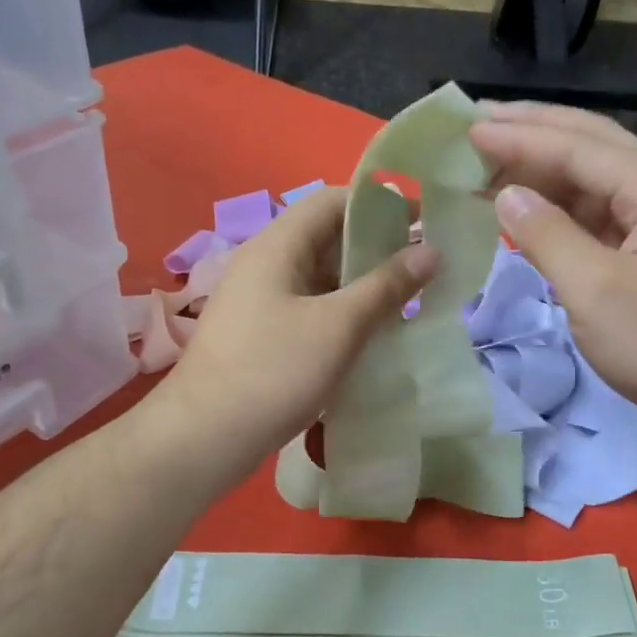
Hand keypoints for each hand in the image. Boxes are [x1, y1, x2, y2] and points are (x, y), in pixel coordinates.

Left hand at [149, 188, 438, 482]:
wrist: (205, 437)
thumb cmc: (274, 371)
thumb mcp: (339, 326)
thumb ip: (386, 286)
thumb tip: (431, 250)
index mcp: (278, 245)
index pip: (333, 200)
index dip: (379, 204)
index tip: (423, 221)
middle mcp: (266, 264)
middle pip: (327, 238)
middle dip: (376, 249)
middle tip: (424, 269)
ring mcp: (260, 301)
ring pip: (321, 278)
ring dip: (362, 285)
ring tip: (408, 303)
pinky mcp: (262, 334)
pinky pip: (310, 308)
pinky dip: (342, 314)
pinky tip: (371, 336)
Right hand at [470, 102, 636, 445]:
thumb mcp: (596, 291)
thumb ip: (547, 236)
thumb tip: (507, 196)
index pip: (580, 148)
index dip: (521, 138)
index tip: (469, 129)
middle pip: (595, 148)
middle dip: (537, 132)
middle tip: (481, 122)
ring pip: (597, 183)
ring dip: (546, 172)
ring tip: (493, 163)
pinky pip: (602, 218)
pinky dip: (563, 211)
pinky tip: (532, 209)